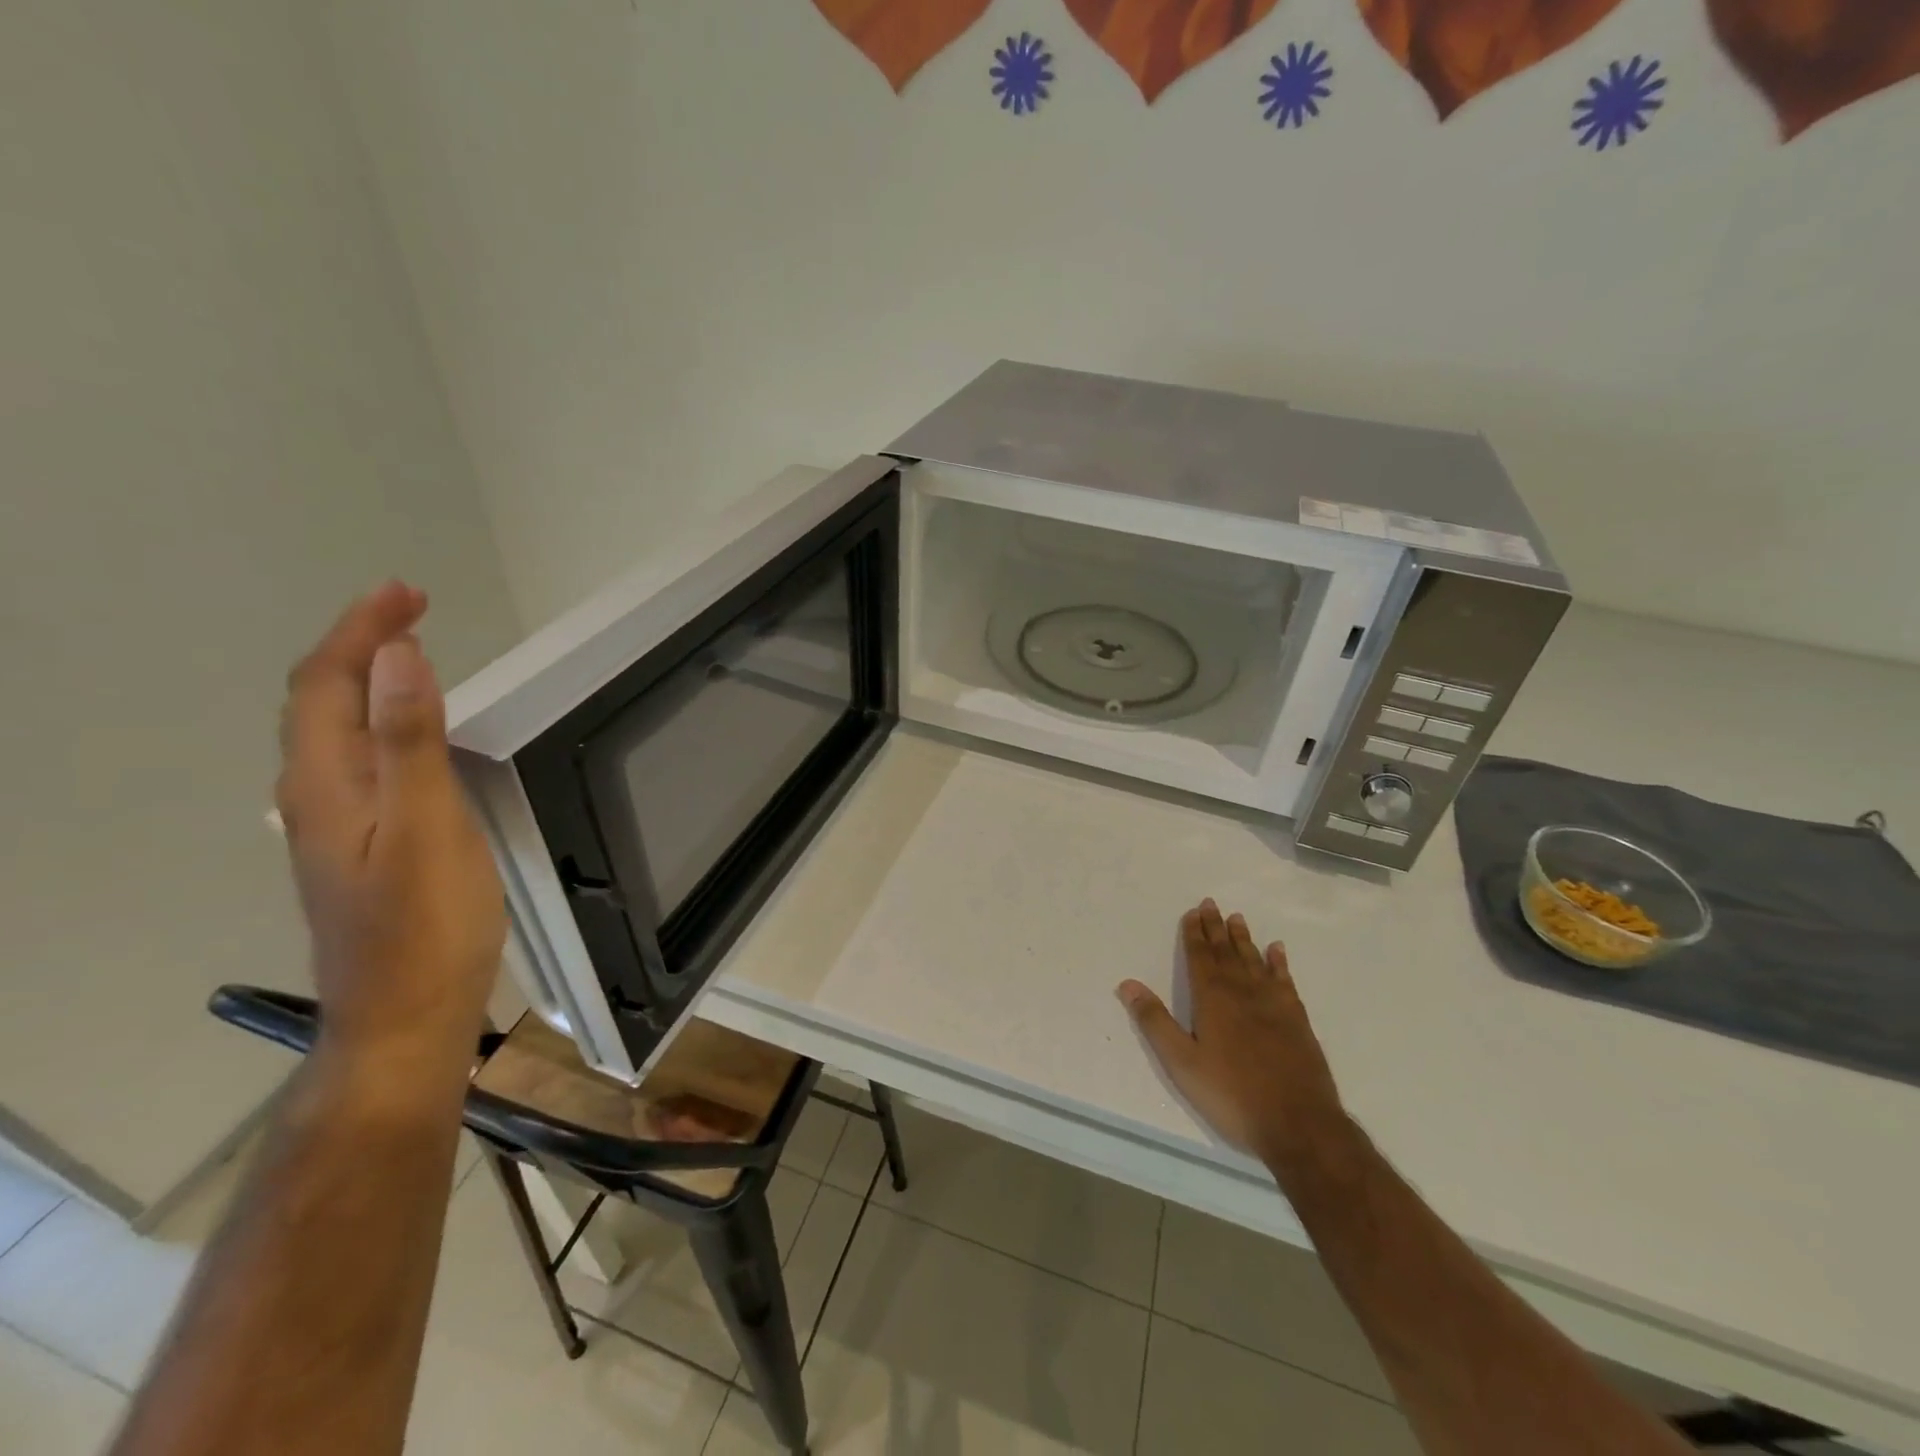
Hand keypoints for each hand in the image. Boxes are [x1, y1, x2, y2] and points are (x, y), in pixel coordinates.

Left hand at [275, 583, 504, 1090]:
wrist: (405, 1017)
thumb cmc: (425, 924)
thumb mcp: (427, 827)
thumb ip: (410, 742)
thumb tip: (399, 657)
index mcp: (327, 785)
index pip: (326, 684)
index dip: (361, 631)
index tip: (408, 592)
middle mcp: (317, 798)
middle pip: (320, 703)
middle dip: (360, 645)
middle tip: (411, 611)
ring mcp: (336, 827)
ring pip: (334, 733)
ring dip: (366, 682)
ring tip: (408, 655)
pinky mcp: (362, 847)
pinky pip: (358, 761)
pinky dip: (380, 723)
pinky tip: (408, 736)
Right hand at [1117, 899, 1347, 1171]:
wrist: (1299, 1124)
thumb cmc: (1232, 1094)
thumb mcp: (1182, 1063)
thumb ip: (1154, 1022)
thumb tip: (1127, 984)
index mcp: (1213, 999)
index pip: (1200, 957)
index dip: (1194, 934)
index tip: (1193, 912)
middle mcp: (1243, 992)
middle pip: (1226, 952)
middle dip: (1216, 928)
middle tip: (1211, 903)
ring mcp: (1274, 1004)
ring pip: (1254, 961)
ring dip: (1243, 939)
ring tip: (1237, 918)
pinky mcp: (1297, 1020)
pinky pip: (1285, 980)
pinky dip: (1279, 963)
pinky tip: (1277, 950)